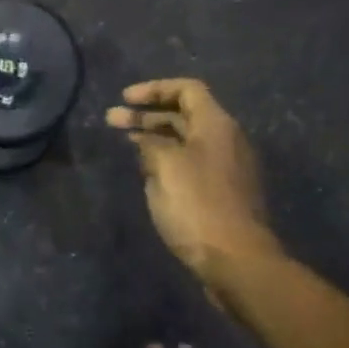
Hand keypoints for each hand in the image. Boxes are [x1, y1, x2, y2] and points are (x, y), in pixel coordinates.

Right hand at [107, 79, 280, 281]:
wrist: (235, 259)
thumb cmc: (198, 205)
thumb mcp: (165, 167)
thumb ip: (151, 145)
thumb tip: (146, 141)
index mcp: (216, 125)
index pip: (187, 90)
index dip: (154, 89)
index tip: (125, 99)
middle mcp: (226, 140)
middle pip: (185, 115)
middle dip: (147, 115)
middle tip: (113, 121)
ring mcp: (227, 168)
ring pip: (186, 142)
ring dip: (155, 139)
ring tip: (126, 145)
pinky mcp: (223, 194)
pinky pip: (191, 165)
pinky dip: (167, 161)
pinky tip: (147, 174)